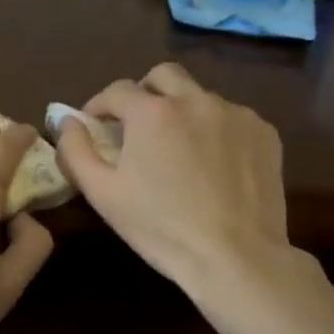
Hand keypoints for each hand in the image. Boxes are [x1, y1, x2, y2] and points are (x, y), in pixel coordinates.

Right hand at [54, 62, 290, 291]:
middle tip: (137, 126)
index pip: (116, 91)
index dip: (99, 105)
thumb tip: (69, 122)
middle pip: (163, 76)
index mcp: (152, 112)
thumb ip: (76, 150)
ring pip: (200, 97)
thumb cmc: (161, 228)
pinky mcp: (264, 132)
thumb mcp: (102, 194)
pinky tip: (213, 165)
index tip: (95, 125)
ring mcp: (235, 113)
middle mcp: (195, 100)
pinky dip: (215, 131)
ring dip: (182, 112)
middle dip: (144, 93)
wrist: (235, 256)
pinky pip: (231, 118)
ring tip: (179, 150)